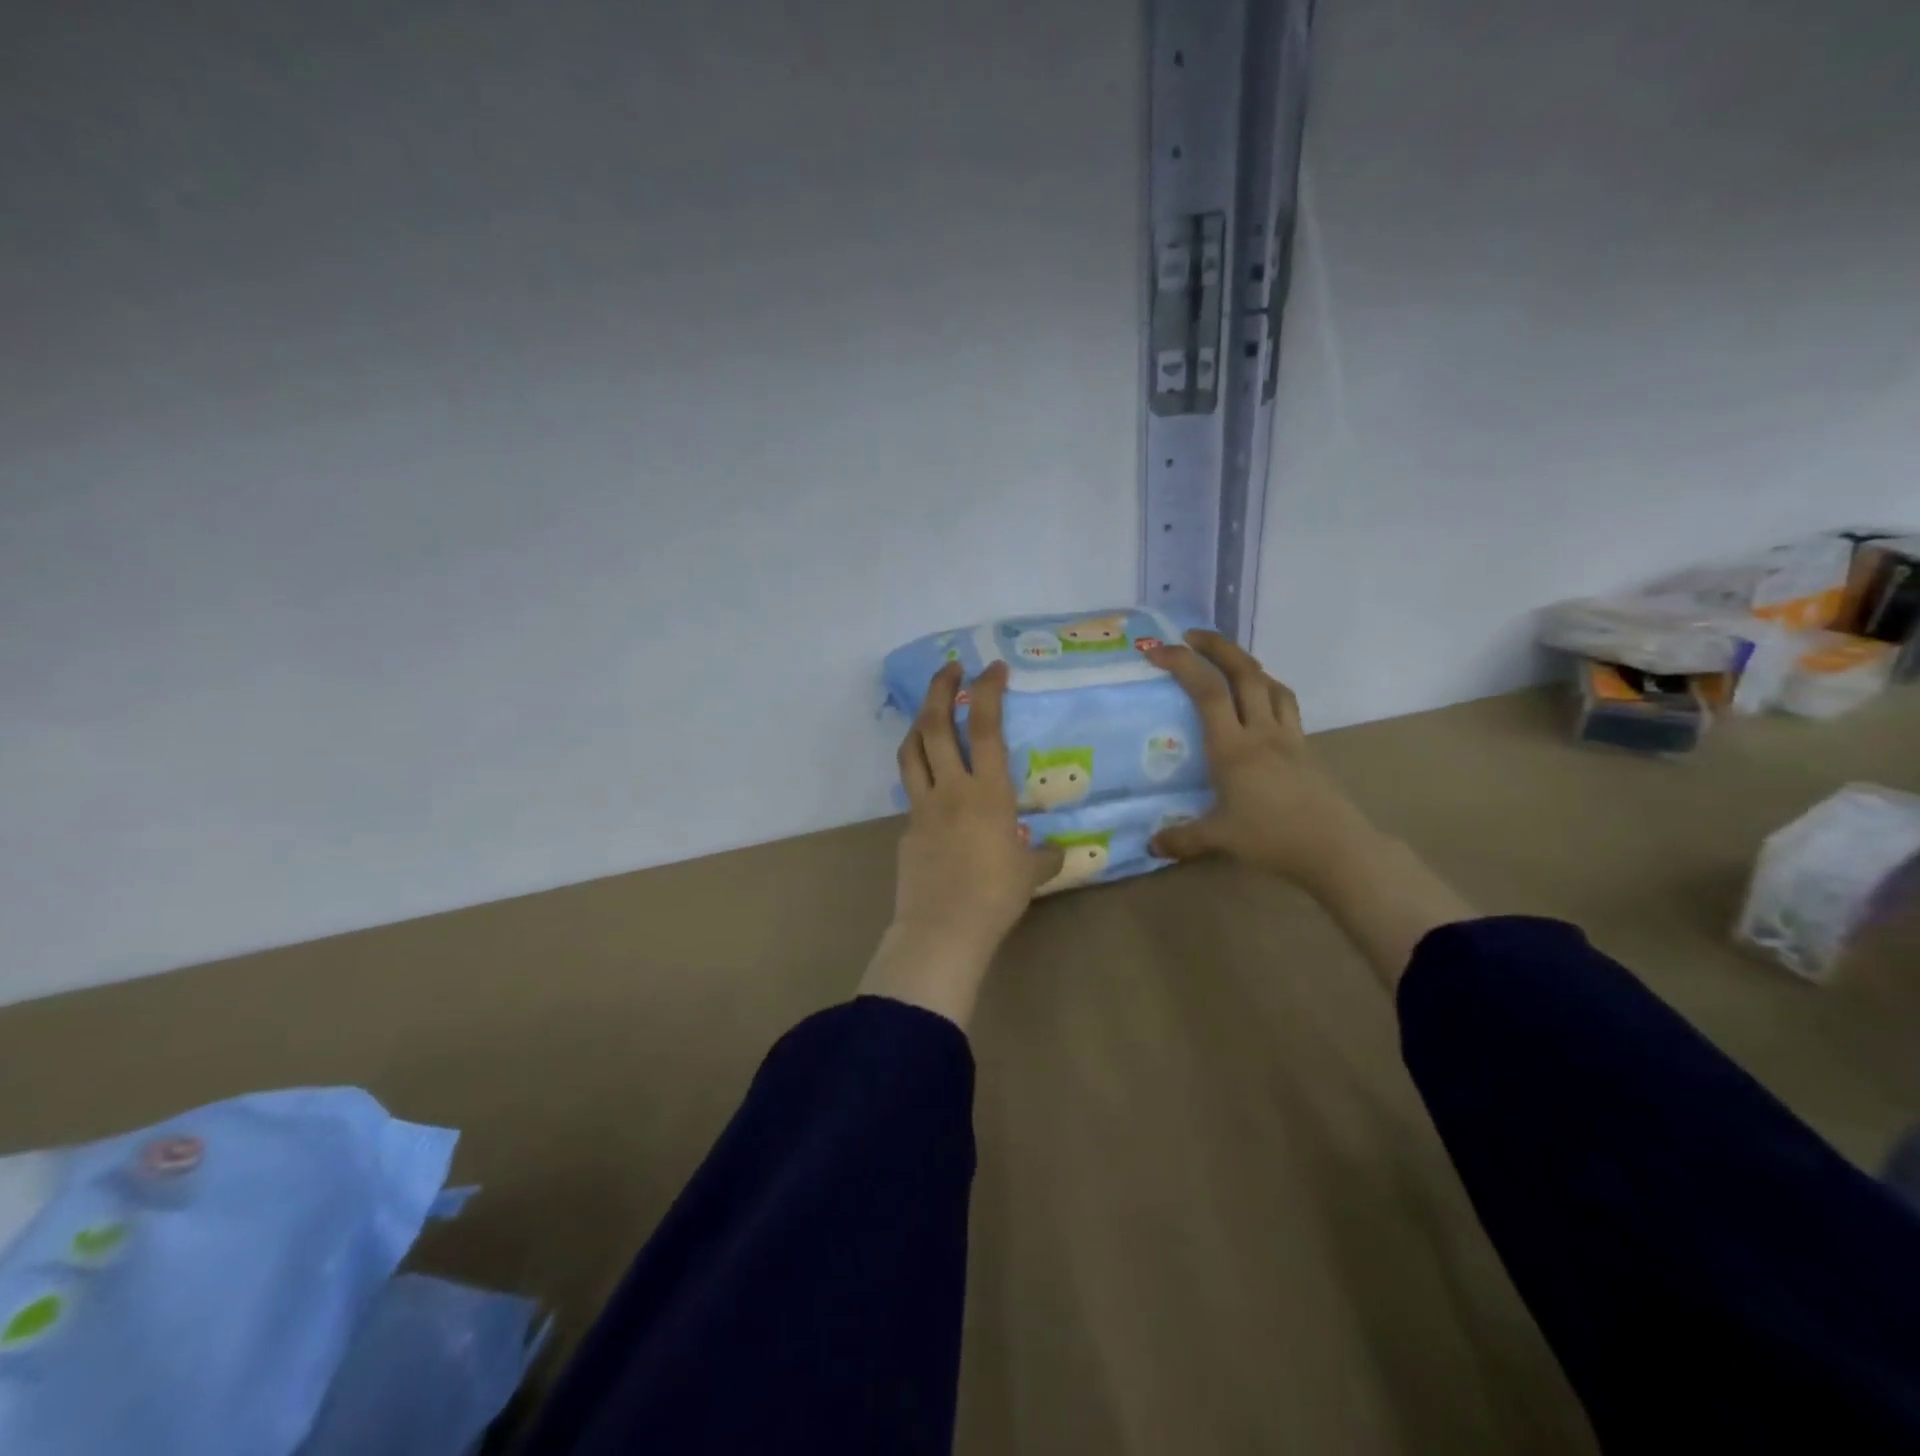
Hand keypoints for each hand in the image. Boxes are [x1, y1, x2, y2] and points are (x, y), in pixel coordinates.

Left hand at [860, 660, 1064, 1026]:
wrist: (943, 928)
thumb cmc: (995, 897)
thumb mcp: (1031, 875)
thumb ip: (1044, 858)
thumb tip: (1058, 854)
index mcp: (988, 793)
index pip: (988, 728)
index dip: (988, 692)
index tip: (992, 668)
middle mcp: (952, 789)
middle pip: (937, 725)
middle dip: (941, 689)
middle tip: (949, 668)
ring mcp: (923, 807)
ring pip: (912, 751)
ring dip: (918, 722)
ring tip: (928, 712)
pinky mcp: (906, 828)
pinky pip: (911, 791)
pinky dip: (920, 775)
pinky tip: (932, 786)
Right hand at [1144, 631, 1375, 894]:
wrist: (1336, 848)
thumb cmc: (1273, 839)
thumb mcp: (1219, 838)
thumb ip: (1182, 839)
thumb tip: (1150, 845)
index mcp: (1233, 748)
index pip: (1208, 691)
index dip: (1183, 664)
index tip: (1157, 651)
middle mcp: (1261, 732)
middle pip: (1243, 672)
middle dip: (1217, 646)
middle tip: (1191, 637)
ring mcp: (1288, 736)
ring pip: (1269, 683)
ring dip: (1245, 663)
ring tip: (1224, 663)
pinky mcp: (1304, 747)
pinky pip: (1285, 704)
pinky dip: (1267, 689)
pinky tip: (1259, 701)